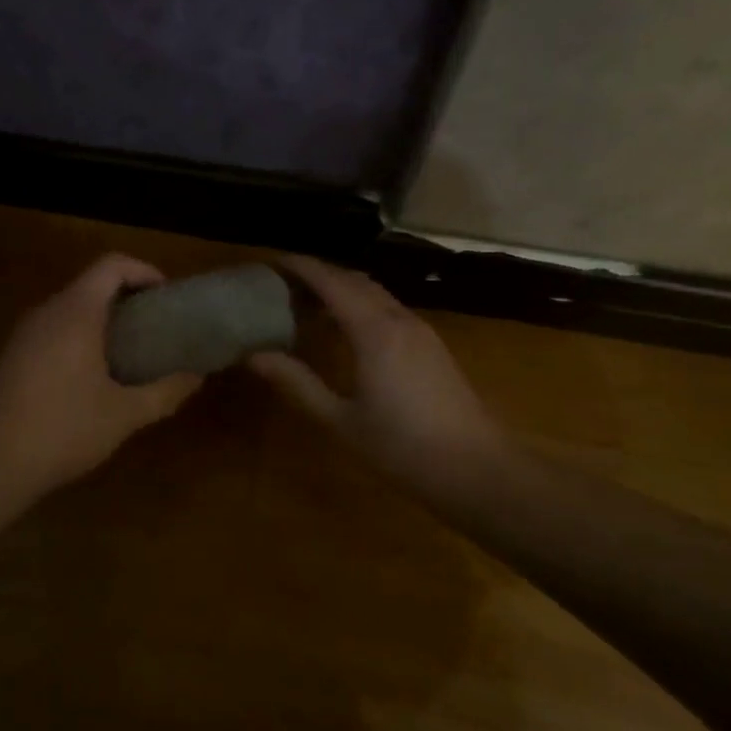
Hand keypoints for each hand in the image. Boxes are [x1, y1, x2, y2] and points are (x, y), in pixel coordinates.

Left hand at [0, 254, 202, 498]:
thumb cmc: (64, 430)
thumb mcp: (124, 414)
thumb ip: (165, 391)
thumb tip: (196, 376)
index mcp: (75, 312)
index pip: (112, 265)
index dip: (145, 272)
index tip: (168, 298)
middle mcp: (47, 312)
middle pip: (91, 285)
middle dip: (128, 300)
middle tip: (157, 329)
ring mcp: (24, 334)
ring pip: (71, 310)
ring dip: (104, 322)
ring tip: (133, 354)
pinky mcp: (12, 357)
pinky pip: (54, 332)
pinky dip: (81, 339)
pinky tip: (94, 379)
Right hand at [248, 255, 506, 495]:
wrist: (475, 468)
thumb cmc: (401, 446)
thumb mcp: (340, 419)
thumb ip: (298, 383)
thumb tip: (255, 356)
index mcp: (374, 331)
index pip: (332, 282)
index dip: (302, 267)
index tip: (272, 263)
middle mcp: (399, 319)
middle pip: (355, 280)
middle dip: (320, 273)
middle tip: (285, 282)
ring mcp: (421, 331)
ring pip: (376, 292)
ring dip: (343, 287)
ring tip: (309, 301)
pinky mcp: (432, 345)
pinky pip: (389, 308)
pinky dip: (361, 304)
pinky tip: (347, 328)